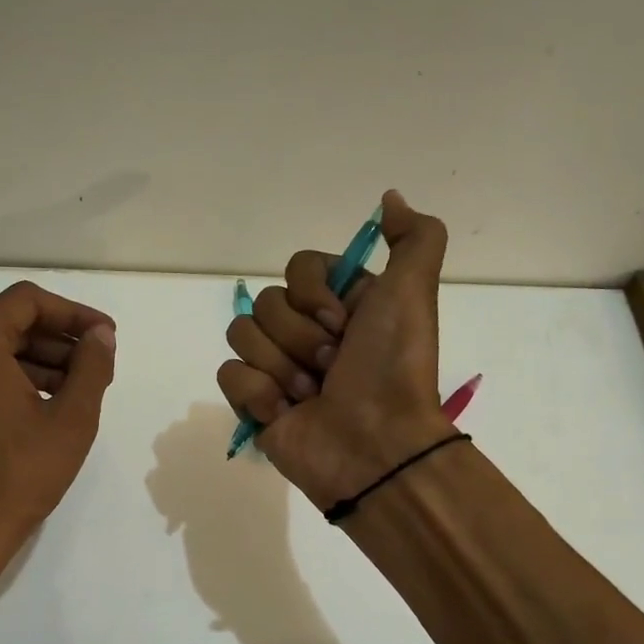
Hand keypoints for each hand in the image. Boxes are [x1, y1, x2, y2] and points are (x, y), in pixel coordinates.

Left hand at [0, 281, 116, 559]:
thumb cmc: (21, 473)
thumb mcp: (72, 418)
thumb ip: (92, 366)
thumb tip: (101, 335)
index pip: (28, 301)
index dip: (74, 313)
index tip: (106, 336)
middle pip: (11, 325)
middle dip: (60, 341)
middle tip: (99, 366)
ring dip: (42, 364)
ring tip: (81, 392)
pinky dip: (18, 383)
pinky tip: (49, 409)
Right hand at [217, 190, 454, 510]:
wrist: (374, 445)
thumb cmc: (392, 368)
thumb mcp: (414, 292)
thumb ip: (414, 238)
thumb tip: (389, 198)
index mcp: (340, 305)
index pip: (297, 268)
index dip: (314, 294)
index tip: (344, 323)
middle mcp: (307, 331)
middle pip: (266, 302)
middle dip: (301, 337)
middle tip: (332, 367)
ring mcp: (276, 367)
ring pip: (242, 335)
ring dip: (281, 367)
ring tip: (311, 396)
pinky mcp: (253, 402)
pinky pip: (229, 374)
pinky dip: (258, 393)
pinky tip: (285, 414)